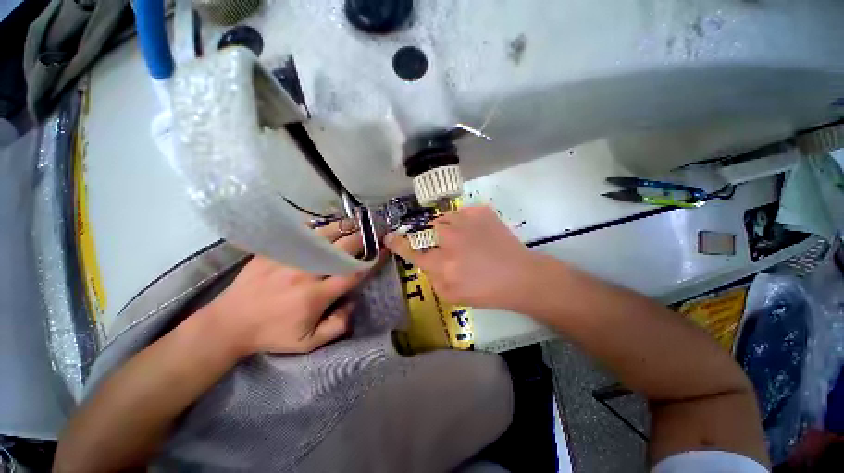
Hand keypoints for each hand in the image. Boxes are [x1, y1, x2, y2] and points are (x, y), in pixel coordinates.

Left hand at [201, 220, 381, 355]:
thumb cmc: (272, 334)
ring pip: (325, 235)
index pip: (353, 273)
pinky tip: (329, 226)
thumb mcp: (308, 343)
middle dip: (363, 239)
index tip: (383, 251)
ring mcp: (290, 257)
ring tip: (357, 224)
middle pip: (343, 248)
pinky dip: (320, 227)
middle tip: (374, 233)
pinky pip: (303, 232)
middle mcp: (306, 272)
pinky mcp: (276, 250)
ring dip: (345, 228)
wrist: (229, 323)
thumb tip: (353, 303)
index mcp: (316, 295)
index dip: (372, 261)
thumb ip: (338, 326)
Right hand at [384, 206, 542, 308]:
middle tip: (450, 245)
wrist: (520, 276)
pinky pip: (463, 212)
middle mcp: (450, 239)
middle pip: (430, 229)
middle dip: (435, 236)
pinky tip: (477, 233)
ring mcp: (466, 221)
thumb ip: (433, 279)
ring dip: (449, 228)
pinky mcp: (481, 212)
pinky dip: (466, 221)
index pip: (412, 251)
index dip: (398, 244)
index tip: (389, 237)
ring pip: (444, 218)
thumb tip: (427, 263)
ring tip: (465, 238)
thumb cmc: (486, 292)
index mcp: (442, 263)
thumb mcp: (452, 296)